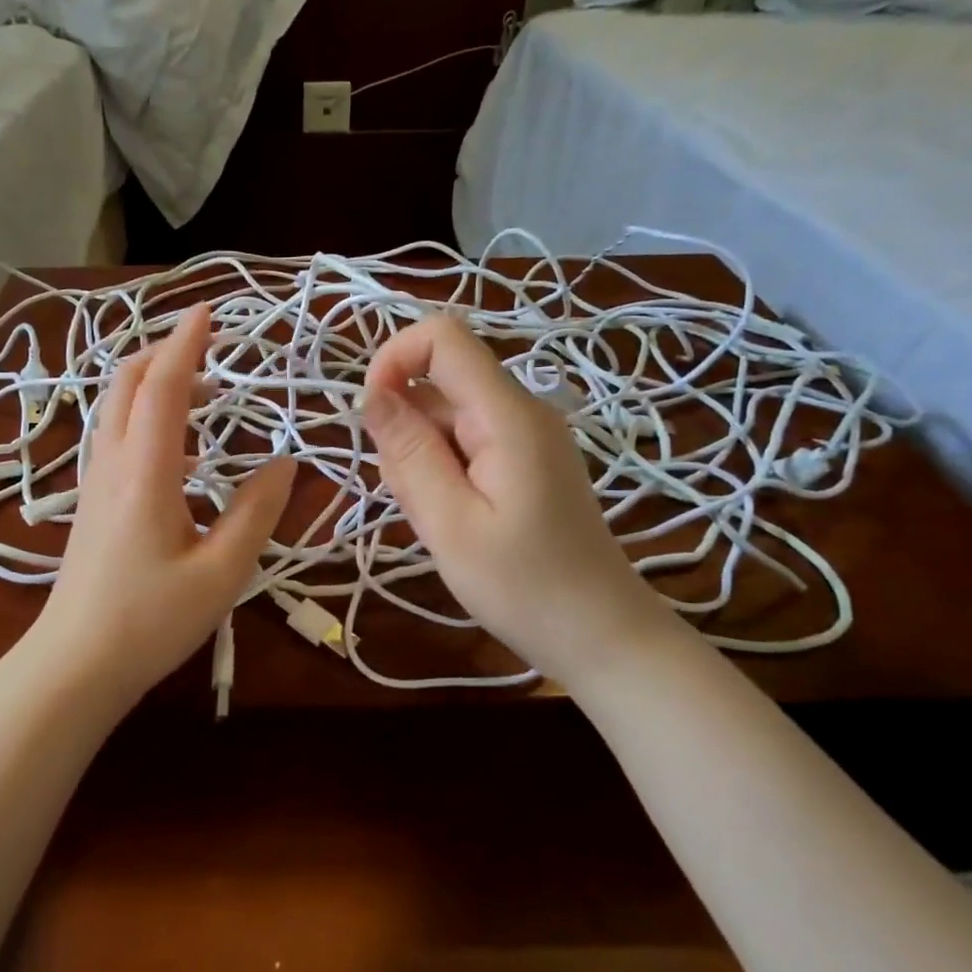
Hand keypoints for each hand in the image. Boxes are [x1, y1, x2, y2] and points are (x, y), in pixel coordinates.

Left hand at [30, 303, 295, 705]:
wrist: (75, 664)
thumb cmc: (151, 621)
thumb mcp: (222, 572)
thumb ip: (257, 512)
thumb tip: (286, 462)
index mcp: (145, 472)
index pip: (162, 387)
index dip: (186, 344)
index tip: (210, 313)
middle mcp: (112, 464)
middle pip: (126, 382)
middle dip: (164, 353)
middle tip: (209, 351)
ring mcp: (94, 482)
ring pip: (116, 407)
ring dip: (154, 385)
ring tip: (204, 397)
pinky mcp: (91, 502)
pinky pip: (116, 436)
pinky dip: (146, 418)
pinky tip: (182, 454)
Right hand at [361, 313, 671, 678]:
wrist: (601, 634)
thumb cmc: (524, 587)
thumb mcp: (450, 524)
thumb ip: (409, 453)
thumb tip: (370, 393)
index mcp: (508, 415)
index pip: (444, 337)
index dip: (394, 359)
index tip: (372, 418)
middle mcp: (521, 410)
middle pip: (440, 383)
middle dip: (406, 430)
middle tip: (421, 502)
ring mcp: (527, 436)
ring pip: (447, 418)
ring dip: (423, 459)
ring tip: (444, 522)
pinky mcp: (525, 461)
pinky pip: (466, 444)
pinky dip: (444, 473)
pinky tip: (457, 522)